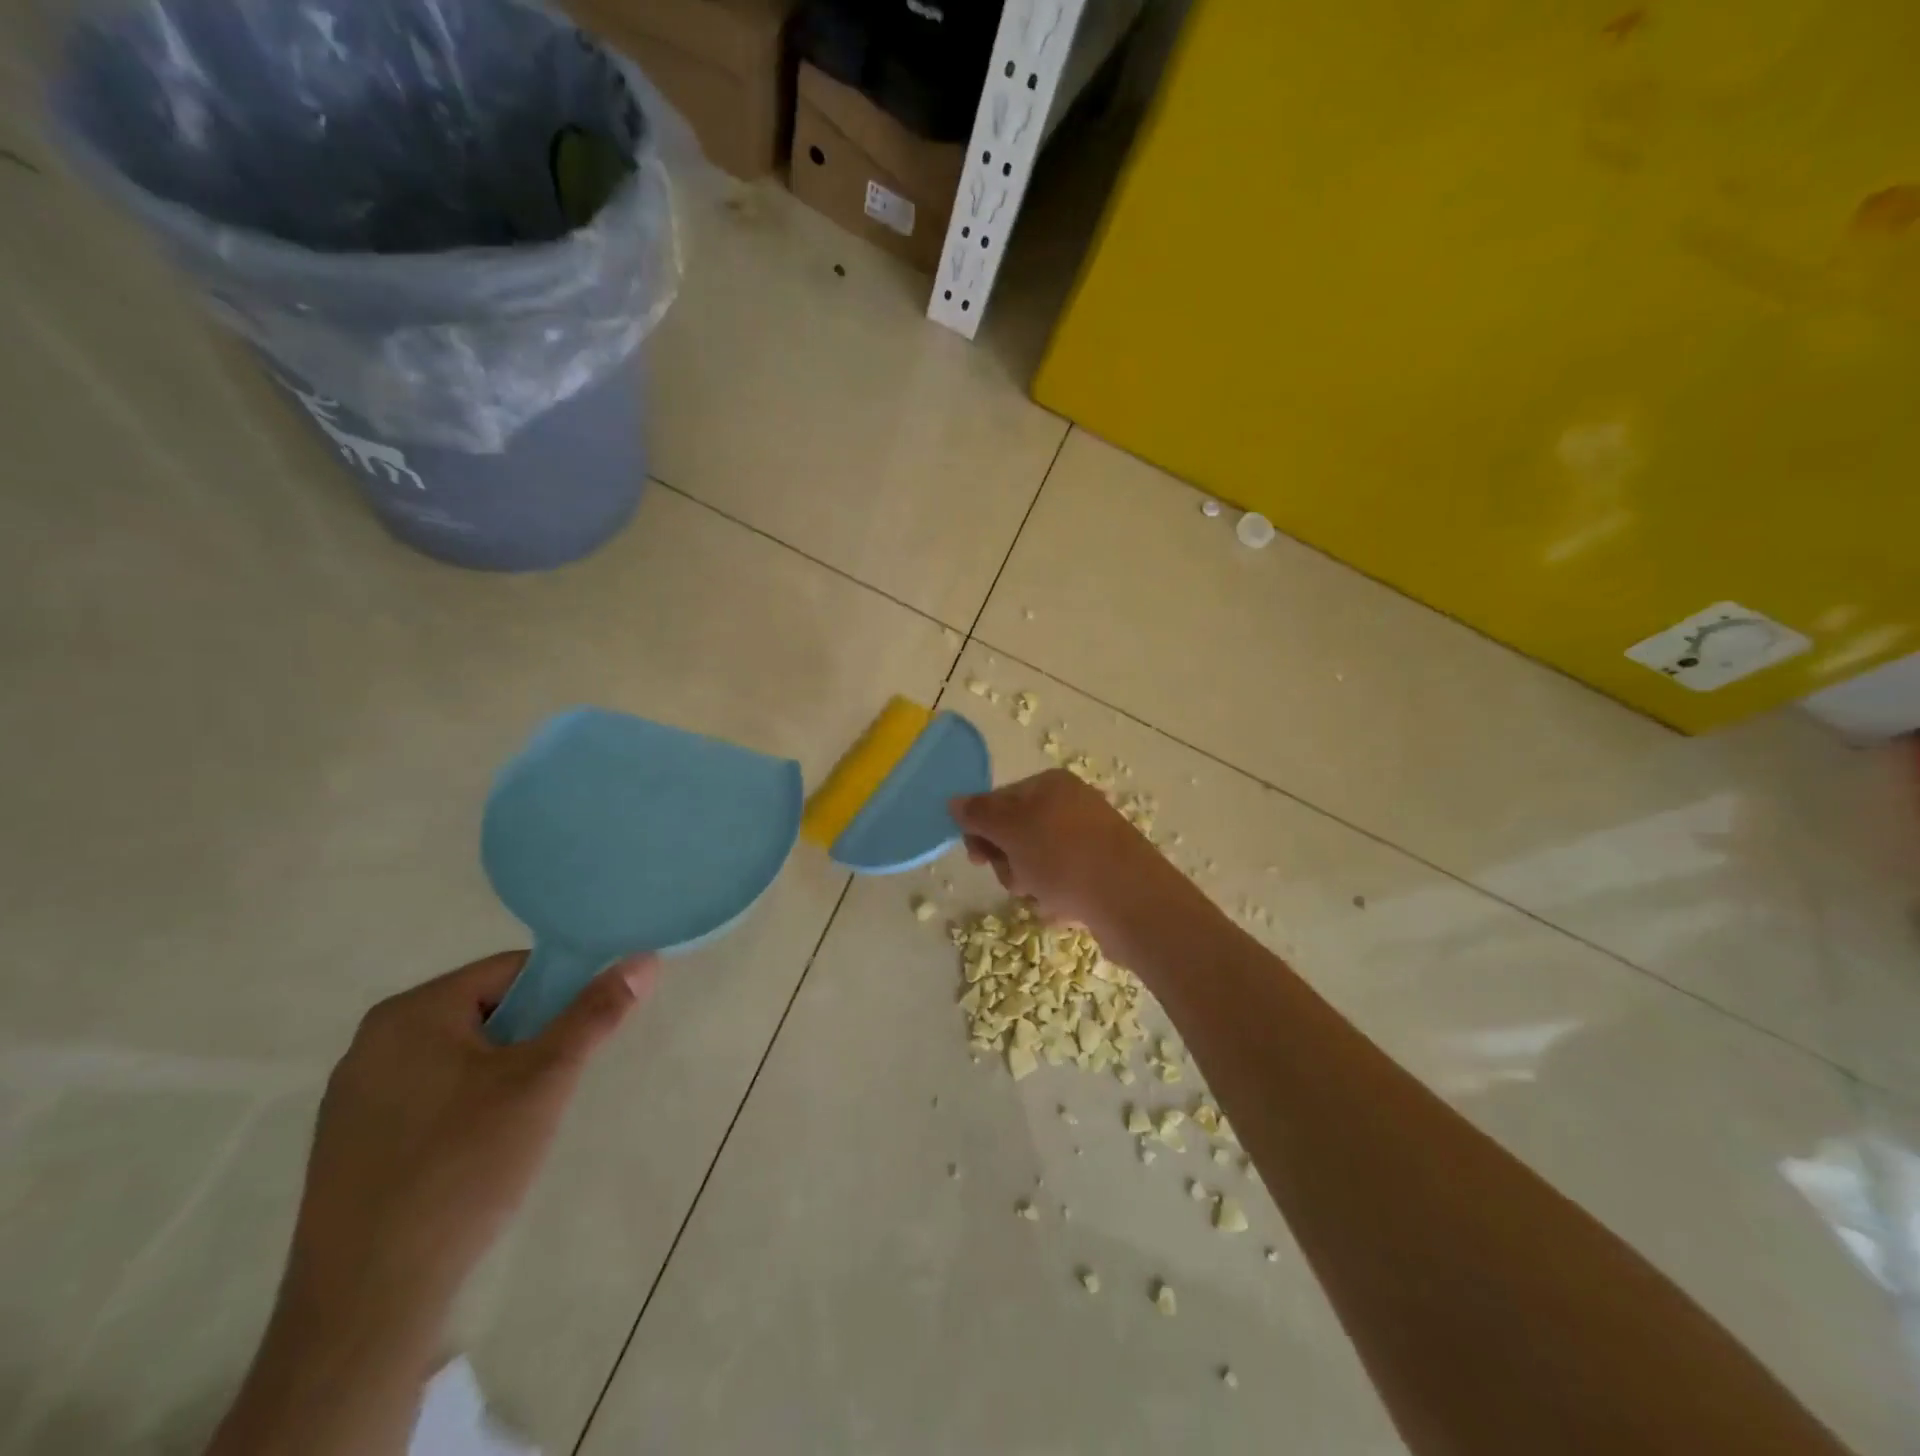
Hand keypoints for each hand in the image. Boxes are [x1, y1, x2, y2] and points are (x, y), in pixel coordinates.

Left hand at [283, 950, 658, 1342]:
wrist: (367, 1303)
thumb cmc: (463, 1168)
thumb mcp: (544, 1081)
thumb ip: (594, 1014)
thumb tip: (644, 960)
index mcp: (411, 1013)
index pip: (511, 972)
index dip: (559, 995)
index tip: (579, 1040)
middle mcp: (372, 1042)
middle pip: (485, 1012)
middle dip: (530, 1041)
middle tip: (551, 1088)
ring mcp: (353, 1097)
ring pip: (459, 1057)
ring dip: (500, 1076)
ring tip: (516, 1126)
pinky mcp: (349, 1144)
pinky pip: (428, 1096)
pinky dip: (465, 1108)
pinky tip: (476, 1156)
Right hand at [950, 769, 1191, 951]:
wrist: (1131, 901)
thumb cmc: (1063, 857)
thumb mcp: (1012, 829)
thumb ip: (979, 814)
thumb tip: (954, 801)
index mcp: (1051, 785)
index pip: (999, 801)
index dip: (983, 830)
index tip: (977, 857)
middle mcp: (1072, 805)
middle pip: (1016, 835)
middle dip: (1009, 862)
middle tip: (1018, 879)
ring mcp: (1089, 839)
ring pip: (1036, 864)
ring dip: (1031, 884)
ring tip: (1045, 897)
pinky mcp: (1101, 872)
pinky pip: (1062, 883)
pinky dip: (1056, 897)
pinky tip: (1066, 908)